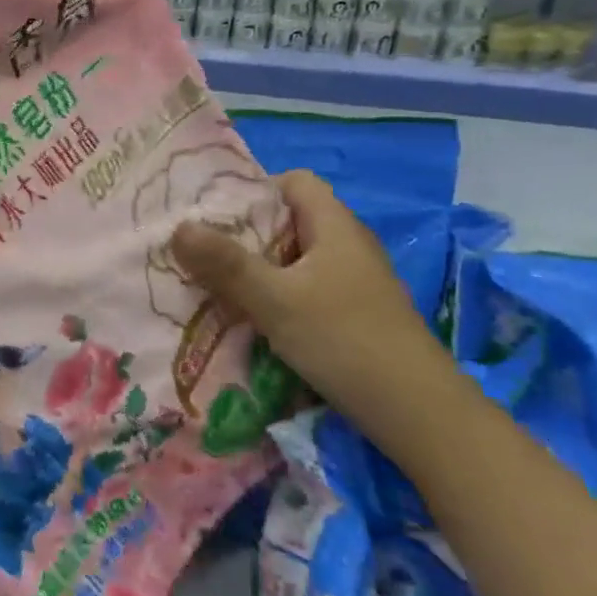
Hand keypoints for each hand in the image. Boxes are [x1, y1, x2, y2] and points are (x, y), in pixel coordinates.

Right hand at [170, 171, 460, 447]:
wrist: (419, 413)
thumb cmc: (344, 340)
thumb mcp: (274, 300)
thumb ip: (225, 264)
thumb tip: (178, 227)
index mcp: (335, 226)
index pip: (294, 182)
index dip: (255, 188)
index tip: (216, 211)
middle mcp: (347, 245)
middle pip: (290, 220)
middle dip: (246, 231)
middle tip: (203, 248)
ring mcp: (355, 281)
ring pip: (296, 258)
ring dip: (258, 267)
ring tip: (217, 283)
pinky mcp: (355, 313)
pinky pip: (306, 287)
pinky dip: (277, 294)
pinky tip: (254, 317)